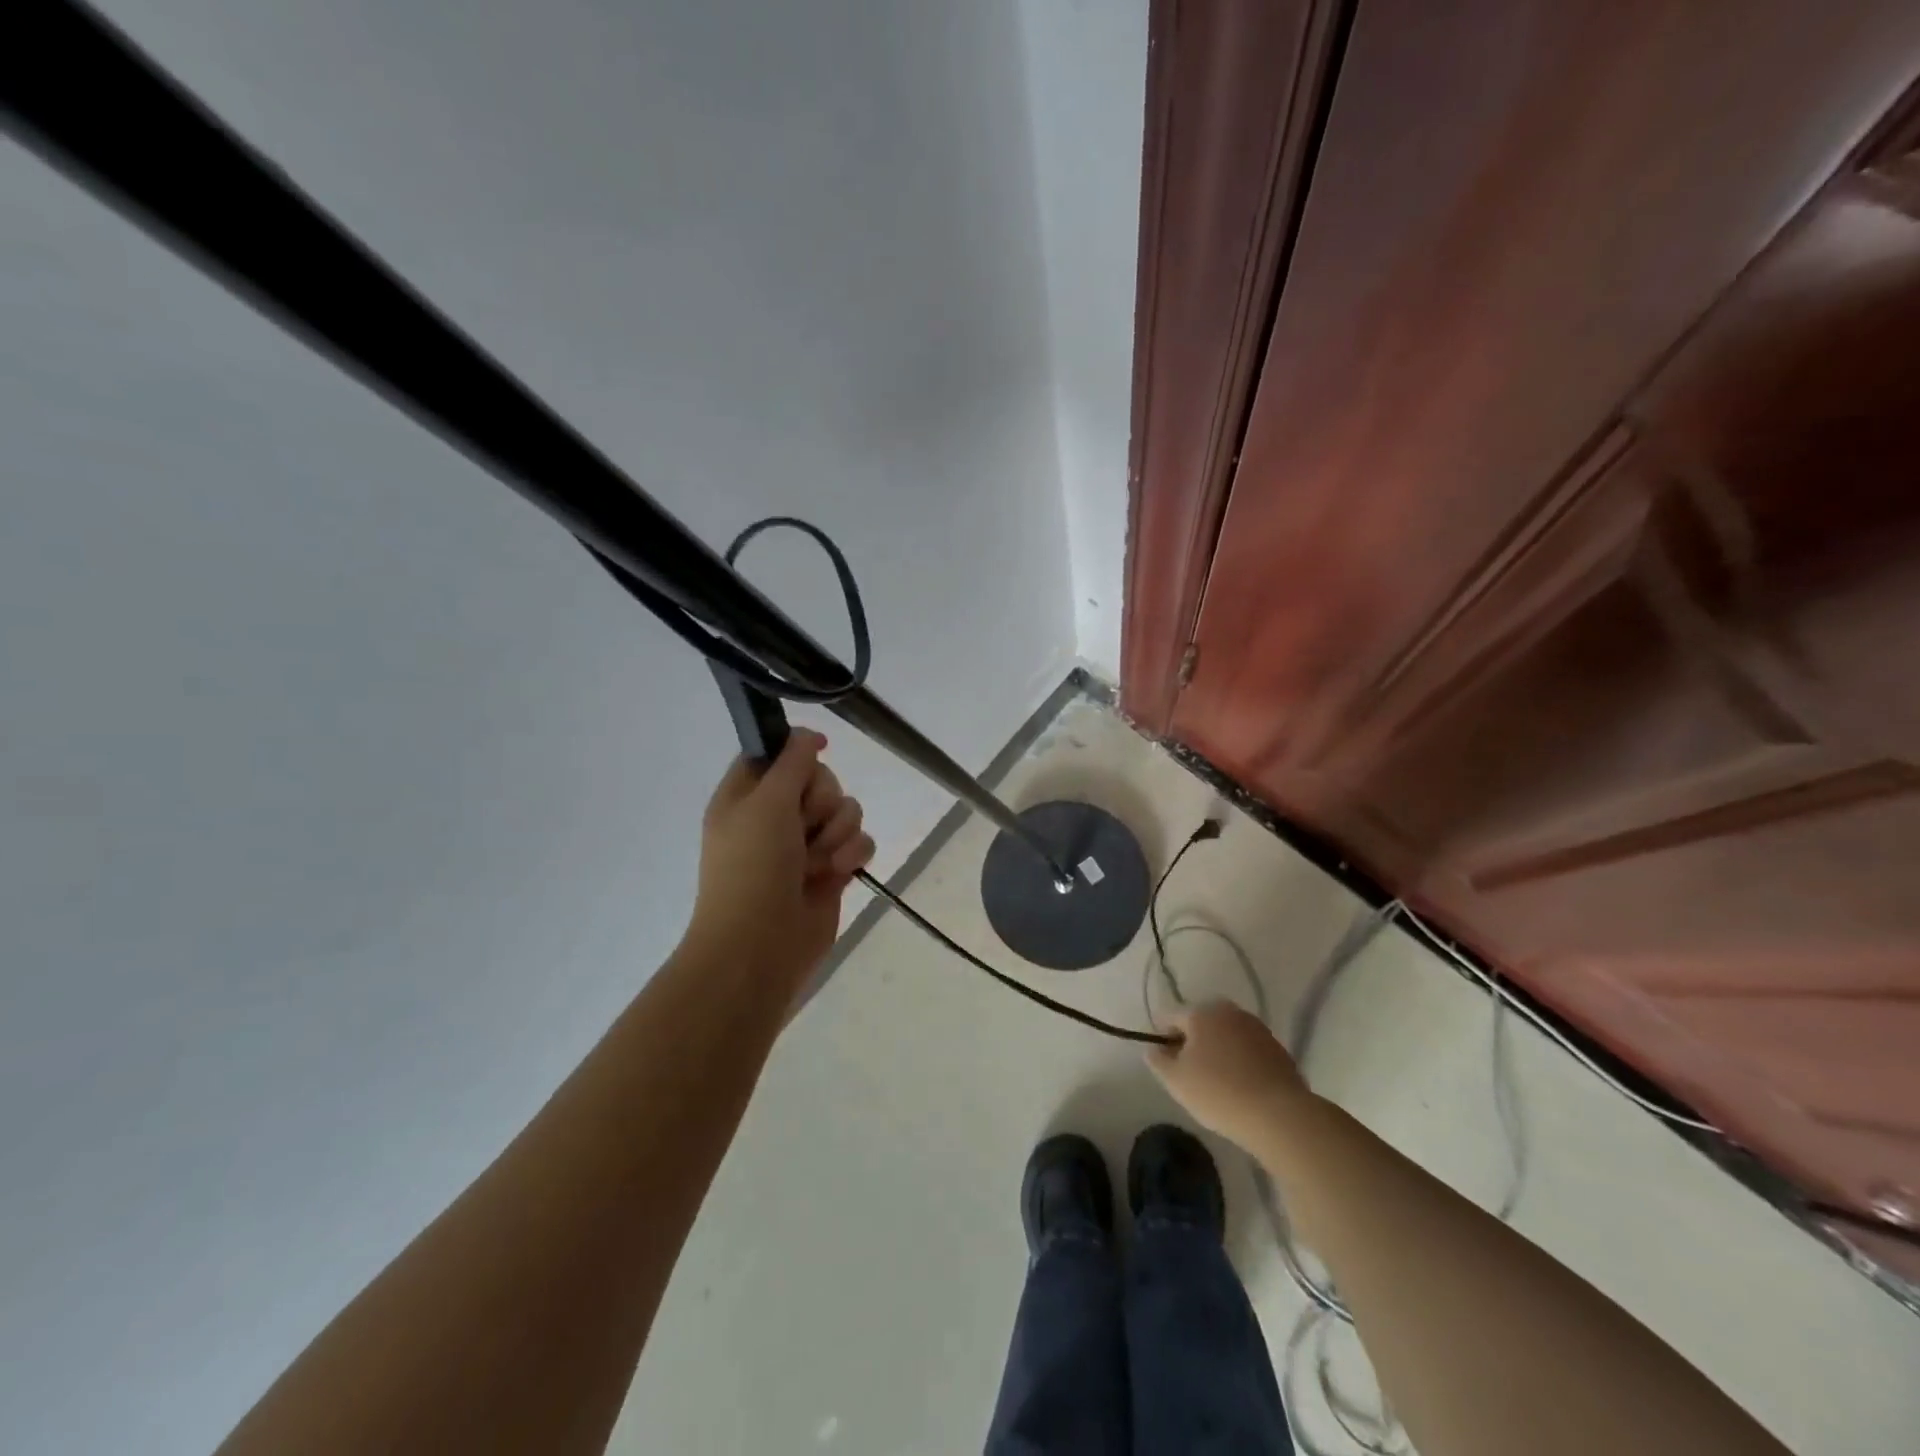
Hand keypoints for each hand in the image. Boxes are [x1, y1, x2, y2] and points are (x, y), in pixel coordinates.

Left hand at [688, 729, 875, 990]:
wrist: (762, 944)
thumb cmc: (753, 867)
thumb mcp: (766, 803)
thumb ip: (792, 762)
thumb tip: (808, 735)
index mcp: (746, 797)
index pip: (776, 756)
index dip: (797, 752)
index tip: (817, 753)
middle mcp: (776, 817)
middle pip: (820, 780)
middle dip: (823, 801)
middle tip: (805, 824)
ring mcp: (806, 845)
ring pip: (845, 811)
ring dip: (838, 832)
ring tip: (818, 860)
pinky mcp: (832, 869)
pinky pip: (860, 841)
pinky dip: (852, 854)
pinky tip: (838, 872)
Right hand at [1146, 1002, 1311, 1152]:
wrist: (1280, 1116)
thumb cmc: (1219, 1093)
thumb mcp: (1176, 1081)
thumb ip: (1158, 1061)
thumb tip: (1153, 1049)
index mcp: (1201, 1012)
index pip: (1170, 1017)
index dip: (1161, 1037)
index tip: (1164, 1062)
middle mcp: (1229, 1011)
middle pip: (1200, 1023)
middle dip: (1191, 1042)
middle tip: (1189, 1073)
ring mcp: (1256, 1028)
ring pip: (1225, 1035)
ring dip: (1217, 1050)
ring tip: (1216, 1082)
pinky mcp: (1278, 1048)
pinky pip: (1247, 1049)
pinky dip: (1239, 1061)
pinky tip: (1240, 1086)